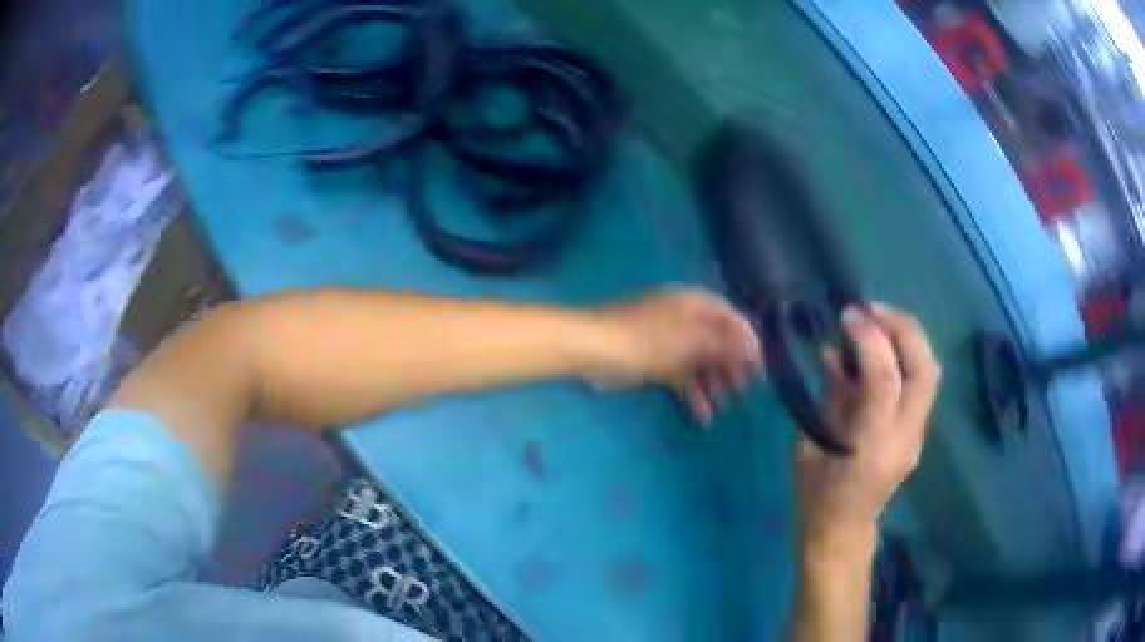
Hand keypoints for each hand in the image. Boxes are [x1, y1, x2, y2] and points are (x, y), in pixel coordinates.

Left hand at [593, 289, 762, 424]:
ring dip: (715, 383)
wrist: (593, 349)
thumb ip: (725, 345)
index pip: (732, 319)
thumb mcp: (691, 341)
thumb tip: (755, 350)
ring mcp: (669, 340)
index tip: (761, 370)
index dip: (749, 343)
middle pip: (718, 341)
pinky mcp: (654, 361)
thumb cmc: (647, 340)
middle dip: (733, 367)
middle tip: (745, 392)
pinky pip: (682, 375)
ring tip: (726, 407)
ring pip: (700, 361)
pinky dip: (693, 393)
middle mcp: (685, 318)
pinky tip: (702, 415)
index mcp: (695, 303)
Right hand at [798, 303, 939, 557]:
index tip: (847, 316)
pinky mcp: (918, 433)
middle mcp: (904, 438)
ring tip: (879, 322)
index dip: (870, 339)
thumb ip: (829, 395)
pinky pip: (922, 383)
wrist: (843, 532)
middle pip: (924, 368)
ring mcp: (917, 436)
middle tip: (871, 311)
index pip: (886, 378)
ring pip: (930, 372)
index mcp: (872, 446)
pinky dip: (907, 356)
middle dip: (902, 328)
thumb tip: (833, 351)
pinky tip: (883, 350)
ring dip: (909, 338)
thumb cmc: (816, 495)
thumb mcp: (810, 444)